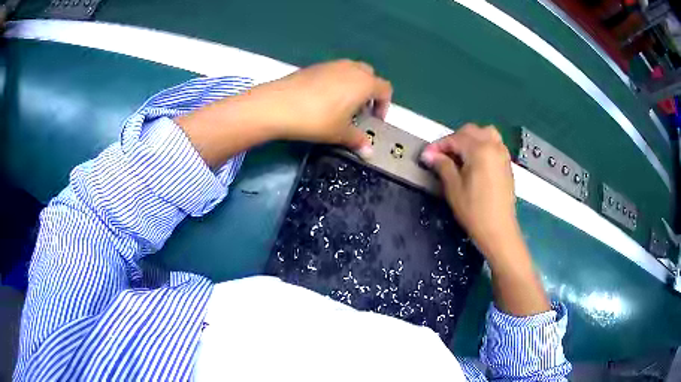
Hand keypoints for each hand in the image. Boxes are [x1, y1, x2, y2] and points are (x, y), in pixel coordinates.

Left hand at [249, 59, 392, 154]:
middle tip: (359, 111)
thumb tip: (369, 153)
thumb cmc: (317, 119)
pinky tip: (322, 100)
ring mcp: (332, 64)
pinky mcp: (315, 66)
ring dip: (353, 86)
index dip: (384, 105)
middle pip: (370, 76)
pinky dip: (336, 82)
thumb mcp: (340, 133)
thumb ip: (358, 140)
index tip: (374, 120)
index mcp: (365, 83)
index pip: (385, 89)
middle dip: (370, 93)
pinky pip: (334, 72)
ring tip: (341, 106)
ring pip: (351, 71)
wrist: (279, 104)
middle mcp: (352, 68)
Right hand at [419, 124, 517, 260]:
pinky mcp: (507, 164)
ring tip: (460, 155)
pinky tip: (474, 161)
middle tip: (441, 156)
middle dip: (454, 139)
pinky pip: (494, 144)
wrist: (499, 231)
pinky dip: (482, 145)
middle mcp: (493, 146)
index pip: (455, 138)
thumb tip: (429, 154)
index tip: (426, 156)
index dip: (438, 145)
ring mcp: (503, 154)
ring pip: (485, 134)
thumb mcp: (454, 188)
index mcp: (479, 150)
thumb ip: (442, 165)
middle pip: (471, 131)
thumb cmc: (474, 211)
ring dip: (470, 139)